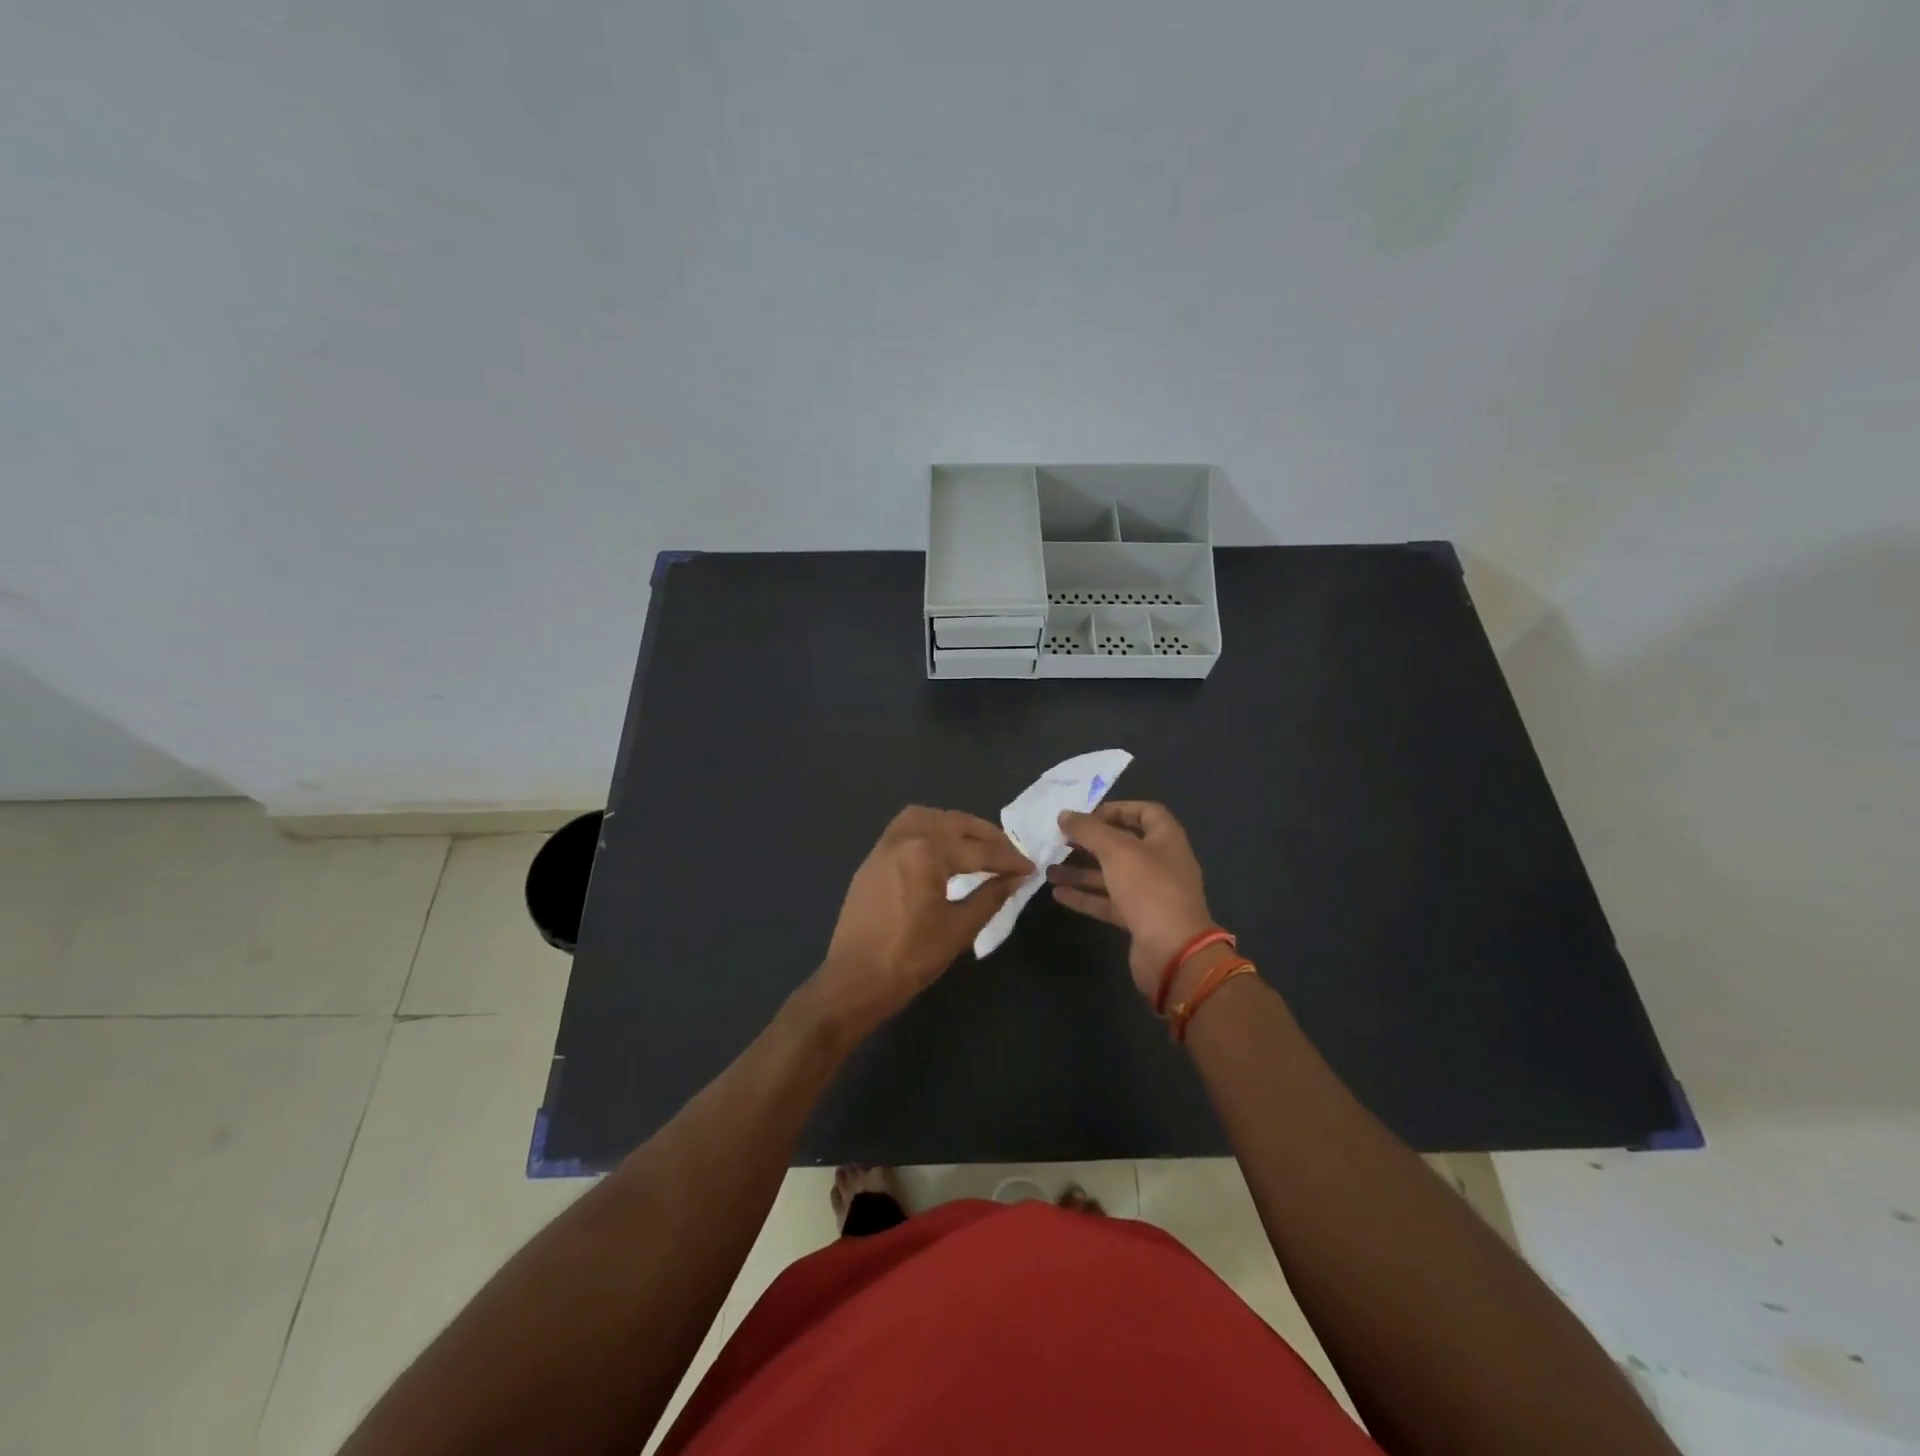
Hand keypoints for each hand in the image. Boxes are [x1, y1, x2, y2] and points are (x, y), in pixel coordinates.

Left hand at [810, 806, 1031, 1036]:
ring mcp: (884, 846)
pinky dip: (930, 829)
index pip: (978, 850)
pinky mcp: (873, 859)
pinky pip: (905, 828)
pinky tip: (943, 850)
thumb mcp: (959, 929)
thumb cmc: (910, 958)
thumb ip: (990, 897)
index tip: (1030, 868)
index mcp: (926, 853)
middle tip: (1010, 855)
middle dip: (986, 836)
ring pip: (927, 817)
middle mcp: (904, 838)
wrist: (855, 981)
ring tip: (977, 845)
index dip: (1008, 859)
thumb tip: (1015, 878)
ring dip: (955, 825)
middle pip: (954, 823)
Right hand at [1049, 801, 1216, 1001]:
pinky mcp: (1138, 920)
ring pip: (1112, 876)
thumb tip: (1064, 815)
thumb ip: (1089, 830)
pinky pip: (1108, 902)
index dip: (1118, 809)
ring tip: (1049, 869)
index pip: (1146, 812)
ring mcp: (1150, 894)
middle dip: (1092, 842)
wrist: (1173, 952)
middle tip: (1062, 840)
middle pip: (1124, 845)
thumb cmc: (1149, 888)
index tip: (1088, 814)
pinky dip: (1085, 896)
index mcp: (1166, 840)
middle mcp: (1161, 864)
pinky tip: (1058, 893)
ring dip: (1082, 871)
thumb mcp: (1116, 850)